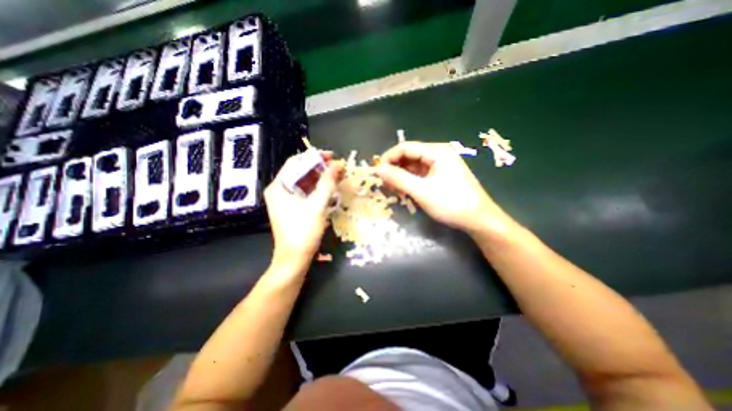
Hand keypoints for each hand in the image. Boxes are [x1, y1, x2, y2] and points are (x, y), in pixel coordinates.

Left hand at [265, 152, 344, 269]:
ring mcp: (285, 200)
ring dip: (321, 179)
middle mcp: (279, 190)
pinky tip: (330, 188)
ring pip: (304, 183)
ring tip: (337, 176)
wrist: (294, 259)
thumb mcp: (317, 205)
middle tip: (338, 167)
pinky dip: (318, 189)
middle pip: (300, 172)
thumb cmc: (303, 231)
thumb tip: (337, 164)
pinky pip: (306, 193)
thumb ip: (327, 183)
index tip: (332, 156)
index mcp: (279, 186)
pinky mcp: (292, 208)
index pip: (296, 163)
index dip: (314, 157)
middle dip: (320, 168)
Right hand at [378, 142, 513, 237]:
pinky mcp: (441, 175)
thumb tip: (378, 169)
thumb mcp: (421, 191)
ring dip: (401, 175)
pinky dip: (410, 181)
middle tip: (384, 183)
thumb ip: (398, 178)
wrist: (478, 219)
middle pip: (409, 155)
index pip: (405, 147)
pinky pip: (421, 174)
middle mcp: (438, 154)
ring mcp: (441, 165)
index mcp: (436, 151)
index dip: (389, 158)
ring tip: (392, 188)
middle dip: (395, 167)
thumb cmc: (451, 203)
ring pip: (414, 166)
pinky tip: (404, 190)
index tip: (377, 172)